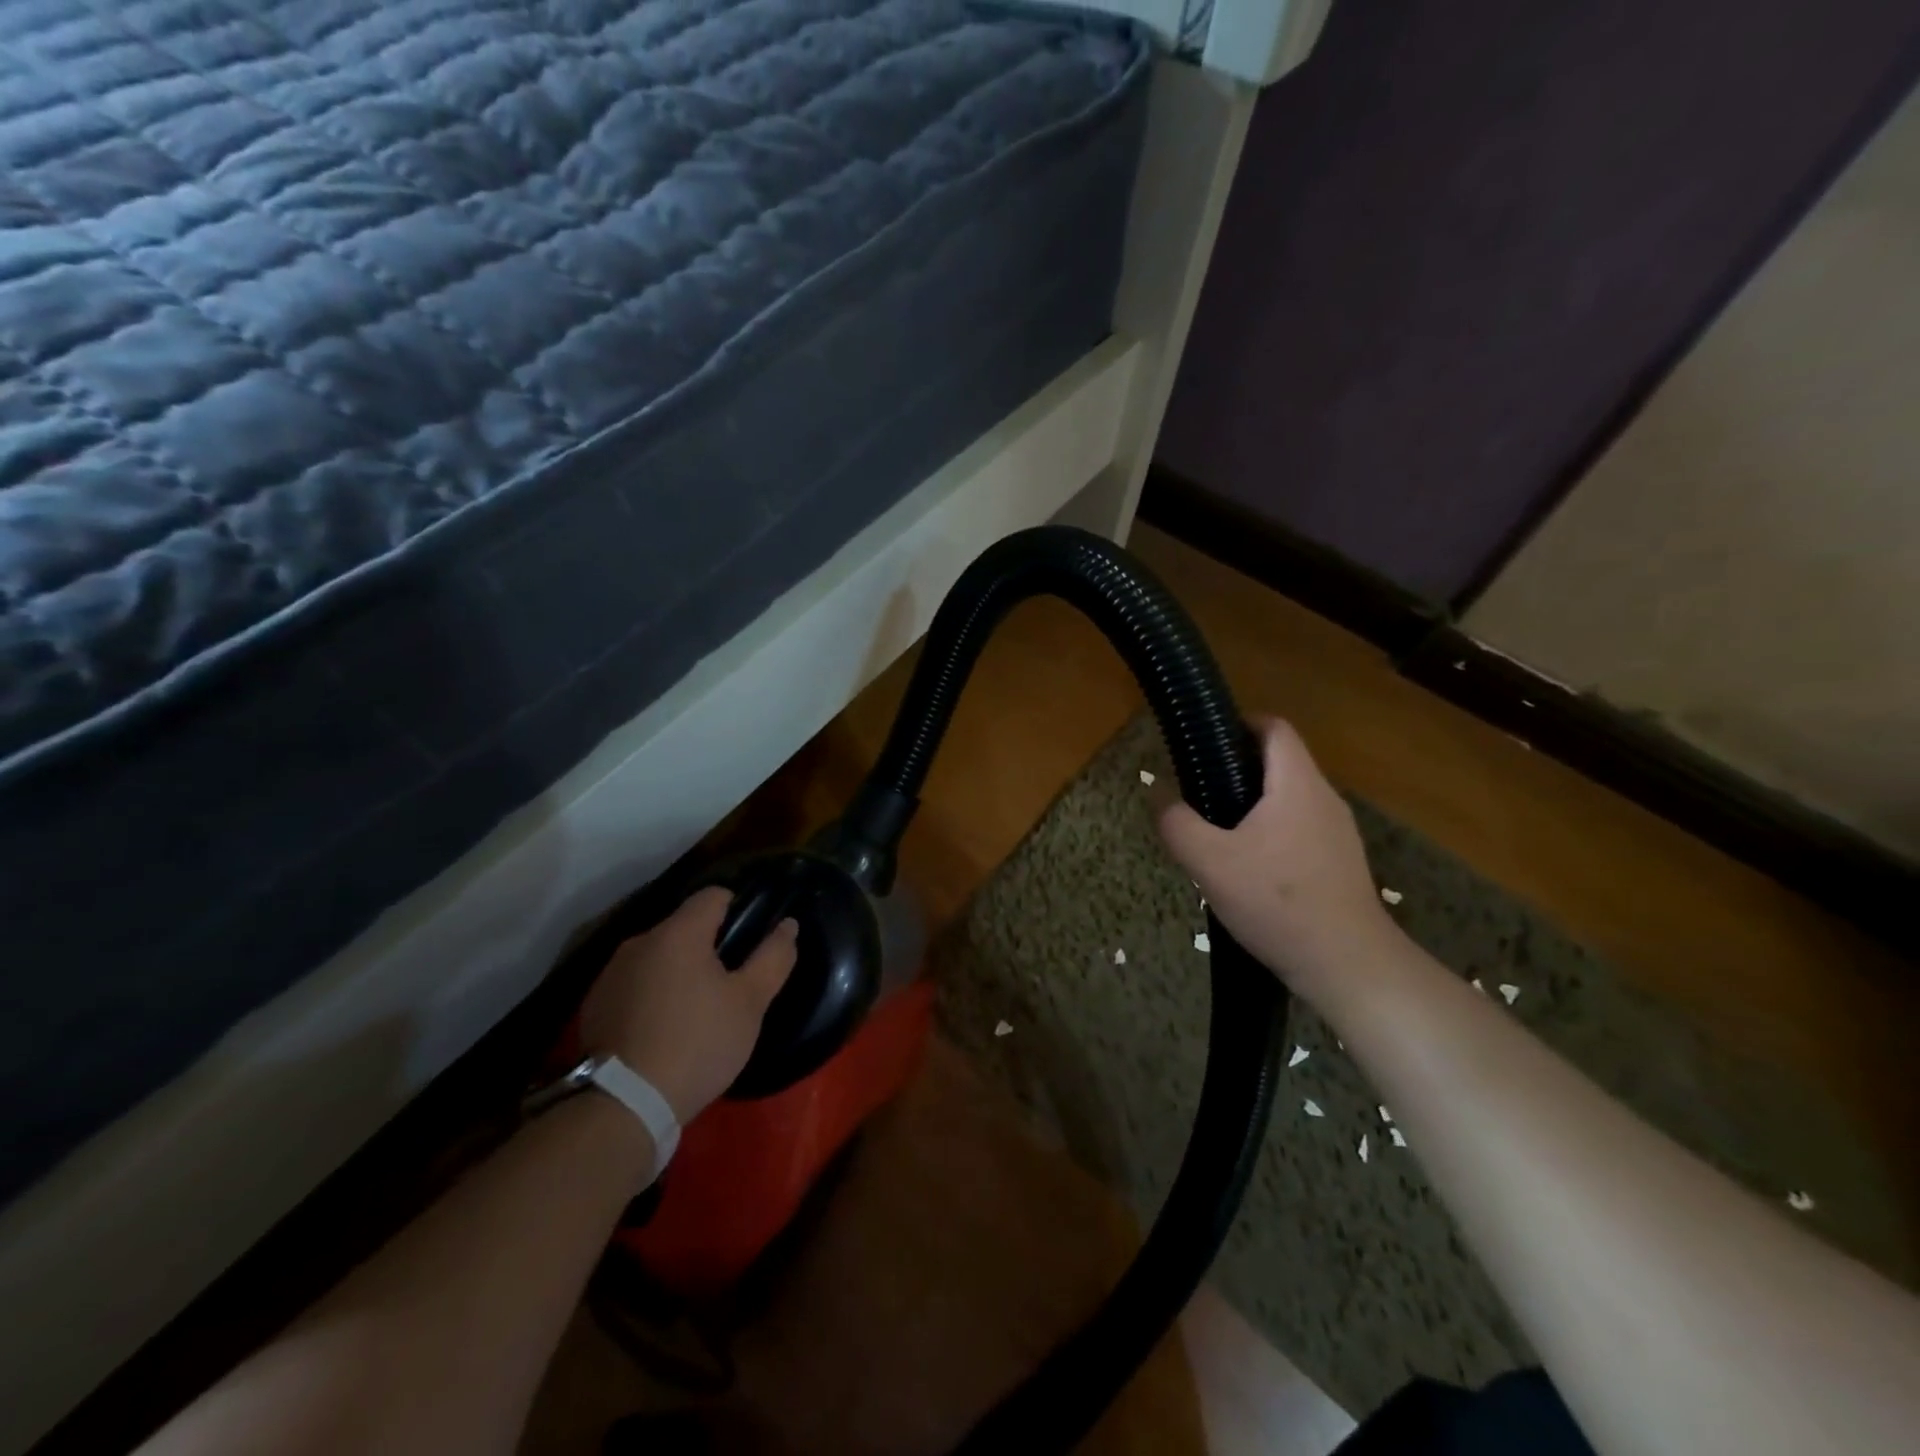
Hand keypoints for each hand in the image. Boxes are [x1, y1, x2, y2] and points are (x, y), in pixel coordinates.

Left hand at [578, 887, 797, 1121]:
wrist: (625, 1105)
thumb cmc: (698, 1044)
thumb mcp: (750, 1003)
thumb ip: (773, 957)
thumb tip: (788, 925)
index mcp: (679, 933)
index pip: (714, 895)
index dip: (738, 910)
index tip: (750, 943)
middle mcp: (639, 941)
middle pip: (684, 927)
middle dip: (708, 946)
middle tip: (727, 986)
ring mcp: (611, 973)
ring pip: (657, 955)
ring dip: (677, 970)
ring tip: (693, 1011)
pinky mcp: (594, 1004)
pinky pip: (633, 983)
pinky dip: (650, 994)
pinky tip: (660, 1029)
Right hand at [1158, 717, 1392, 1001]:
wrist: (1346, 964)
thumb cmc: (1277, 902)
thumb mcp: (1210, 862)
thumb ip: (1177, 823)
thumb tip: (1158, 794)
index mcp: (1297, 785)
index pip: (1275, 728)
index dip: (1241, 723)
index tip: (1207, 741)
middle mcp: (1325, 799)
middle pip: (1281, 763)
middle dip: (1239, 769)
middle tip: (1200, 792)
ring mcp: (1338, 833)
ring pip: (1290, 800)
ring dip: (1254, 805)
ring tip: (1217, 833)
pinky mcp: (1340, 864)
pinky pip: (1300, 830)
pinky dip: (1272, 834)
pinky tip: (1249, 870)